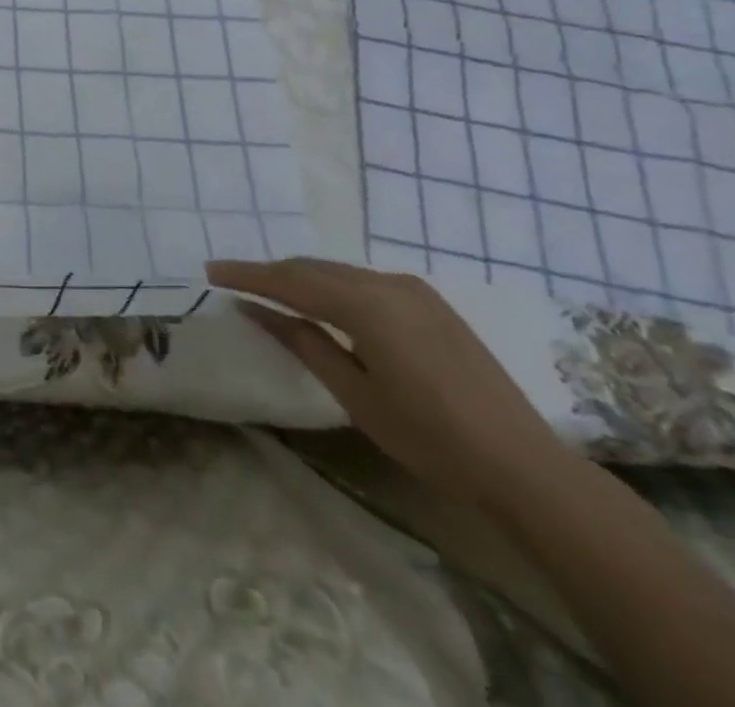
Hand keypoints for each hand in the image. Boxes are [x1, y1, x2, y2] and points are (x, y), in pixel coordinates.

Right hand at [207, 257, 570, 509]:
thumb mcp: (355, 393)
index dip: (247, 275)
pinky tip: (319, 301)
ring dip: (300, 277)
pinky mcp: (429, 302)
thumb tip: (254, 309)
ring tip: (267, 289)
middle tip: (231, 279)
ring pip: (338, 271)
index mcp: (366, 305)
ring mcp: (413, 289)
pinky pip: (363, 280)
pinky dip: (331, 285)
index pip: (291, 281)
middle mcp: (388, 283)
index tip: (209, 271)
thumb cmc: (430, 438)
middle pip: (313, 268)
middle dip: (270, 272)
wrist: (525, 466)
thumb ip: (302, 342)